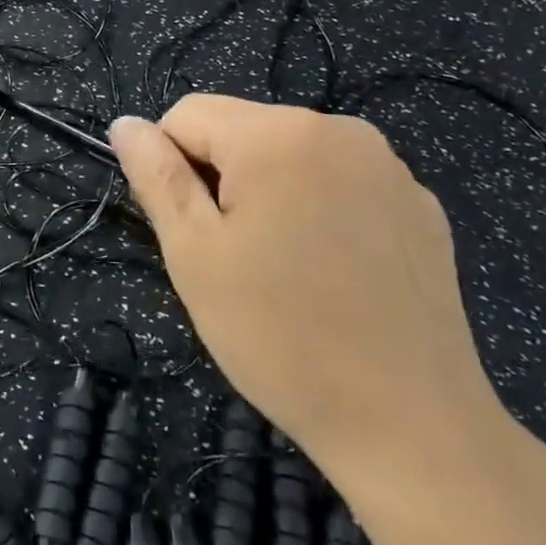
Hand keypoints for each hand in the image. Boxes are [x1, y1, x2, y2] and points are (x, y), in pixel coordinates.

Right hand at [110, 95, 509, 479]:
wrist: (414, 429)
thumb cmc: (283, 337)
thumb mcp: (194, 253)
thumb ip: (155, 176)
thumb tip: (125, 124)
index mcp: (278, 134)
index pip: (187, 115)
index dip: (171, 168)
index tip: (192, 233)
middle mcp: (338, 129)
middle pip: (241, 131)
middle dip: (222, 180)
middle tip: (234, 258)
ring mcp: (388, 167)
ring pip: (289, 155)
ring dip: (269, 193)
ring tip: (284, 268)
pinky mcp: (420, 206)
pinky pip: (341, 183)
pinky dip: (321, 210)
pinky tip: (335, 274)